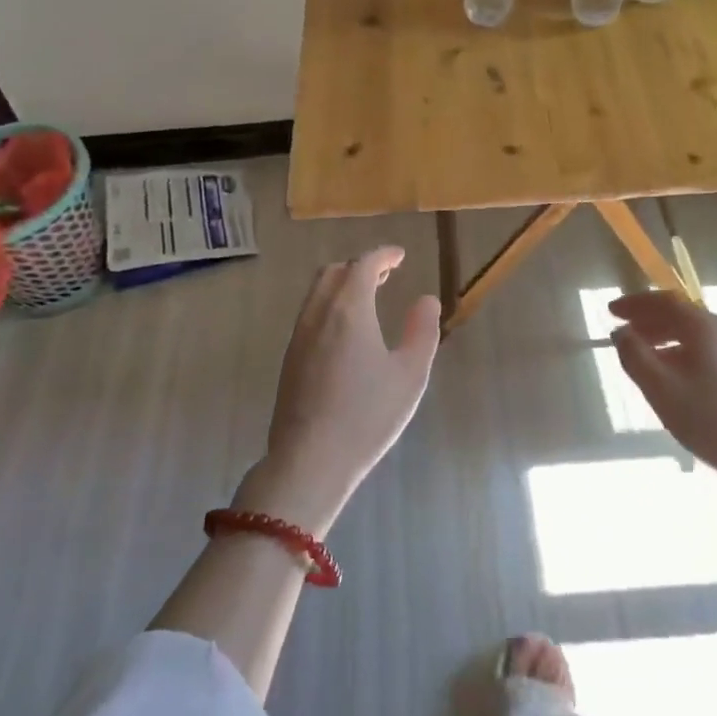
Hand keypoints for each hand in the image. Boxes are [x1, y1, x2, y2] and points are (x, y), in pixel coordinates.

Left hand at [236, 246, 439, 536]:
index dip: (383, 255)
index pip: (363, 264)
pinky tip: (345, 332)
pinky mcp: (289, 359)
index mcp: (349, 310)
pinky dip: (329, 305)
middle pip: (334, 272)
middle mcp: (318, 314)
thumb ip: (422, 331)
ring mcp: (298, 336)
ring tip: (367, 299)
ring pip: (317, 293)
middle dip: (360, 266)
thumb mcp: (410, 374)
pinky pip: (309, 314)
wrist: (309, 460)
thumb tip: (427, 300)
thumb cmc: (367, 415)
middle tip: (385, 274)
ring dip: (342, 285)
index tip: (399, 256)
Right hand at [610, 291, 716, 528]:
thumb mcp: (663, 391)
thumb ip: (636, 357)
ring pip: (696, 336)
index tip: (611, 311)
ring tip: (645, 359)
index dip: (636, 303)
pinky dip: (684, 354)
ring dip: (666, 339)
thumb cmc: (716, 421)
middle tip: (624, 334)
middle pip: (682, 315)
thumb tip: (621, 332)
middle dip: (649, 320)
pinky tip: (678, 381)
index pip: (665, 300)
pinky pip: (708, 352)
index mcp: (704, 328)